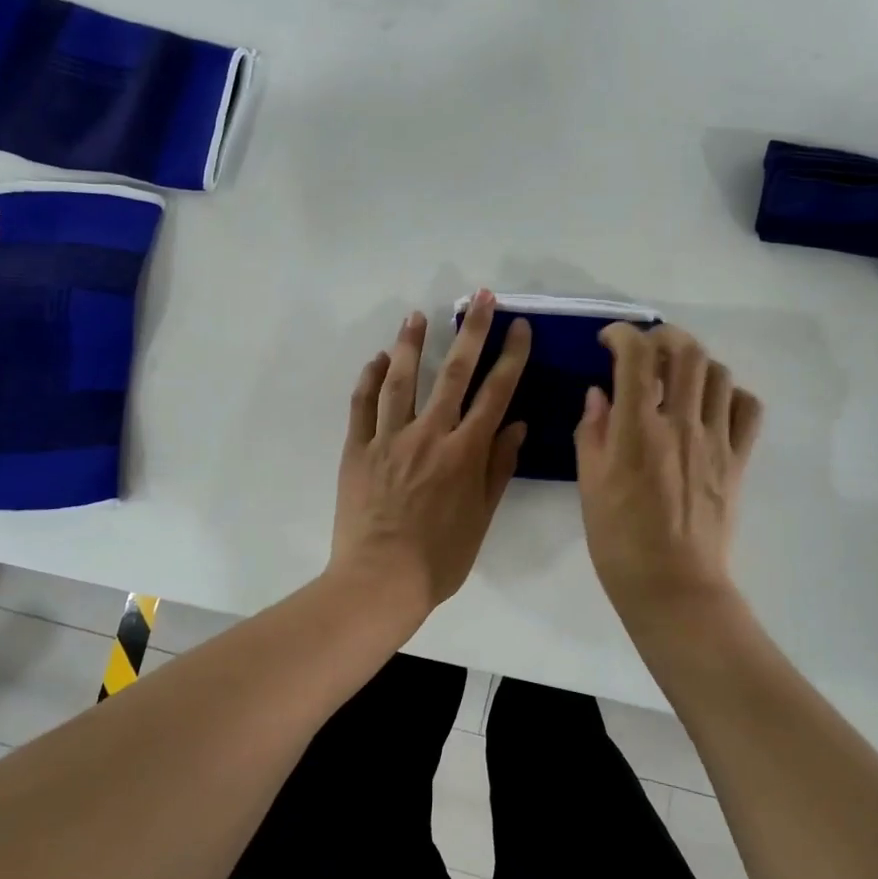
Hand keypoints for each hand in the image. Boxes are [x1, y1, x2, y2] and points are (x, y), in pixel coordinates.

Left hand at [332, 290, 531, 616]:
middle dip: (469, 331)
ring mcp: (389, 439)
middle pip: (453, 373)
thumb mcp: (482, 517)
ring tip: (417, 315)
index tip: (519, 327)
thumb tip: (516, 425)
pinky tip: (377, 359)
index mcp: (464, 452)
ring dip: (411, 344)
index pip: (495, 393)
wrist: (380, 581)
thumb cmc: (440, 557)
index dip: (510, 357)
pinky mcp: (358, 449)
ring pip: (401, 380)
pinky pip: (363, 406)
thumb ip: (498, 467)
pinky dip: (370, 379)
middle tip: (478, 297)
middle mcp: (429, 434)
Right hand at [575, 323, 763, 624]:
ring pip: (719, 373)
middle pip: (686, 352)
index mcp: (637, 430)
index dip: (622, 334)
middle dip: (664, 336)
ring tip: (677, 377)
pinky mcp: (738, 460)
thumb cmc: (620, 541)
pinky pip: (747, 408)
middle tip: (646, 348)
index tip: (608, 340)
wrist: (674, 587)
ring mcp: (716, 441)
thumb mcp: (589, 486)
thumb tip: (599, 394)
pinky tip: (711, 406)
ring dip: (695, 363)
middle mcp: (681, 424)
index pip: (636, 356)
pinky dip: (730, 394)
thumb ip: (593, 432)